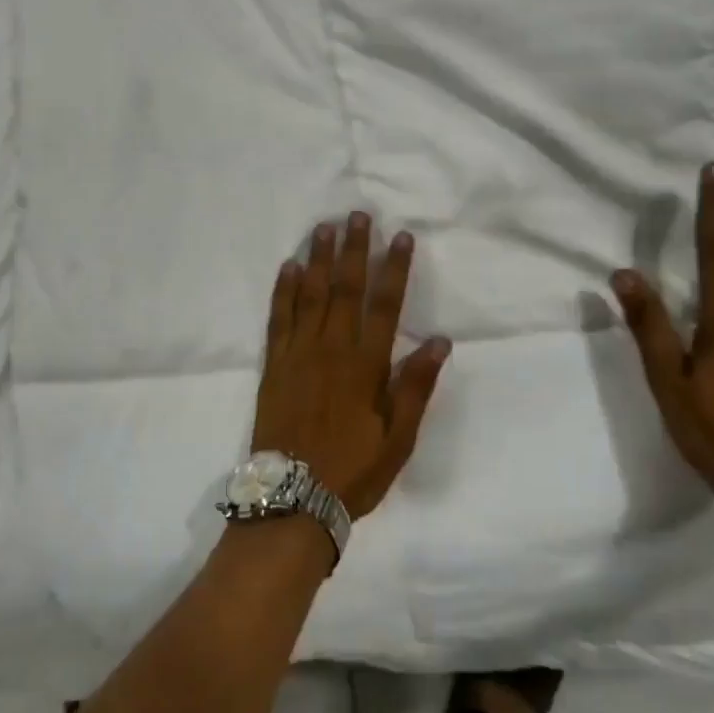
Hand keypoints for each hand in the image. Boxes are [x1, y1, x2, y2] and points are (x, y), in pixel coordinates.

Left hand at [253, 213, 451, 518]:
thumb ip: (416, 386)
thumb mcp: (399, 438)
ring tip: (323, 228)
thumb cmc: (353, 469)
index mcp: (366, 364)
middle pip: (346, 288)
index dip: (394, 269)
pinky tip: (288, 267)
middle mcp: (332, 348)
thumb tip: (439, 340)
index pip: (385, 305)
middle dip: (354, 249)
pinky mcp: (275, 363)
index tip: (400, 237)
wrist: (293, 497)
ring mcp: (299, 353)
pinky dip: (284, 291)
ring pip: (311, 295)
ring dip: (318, 259)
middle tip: (357, 215)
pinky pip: (279, 318)